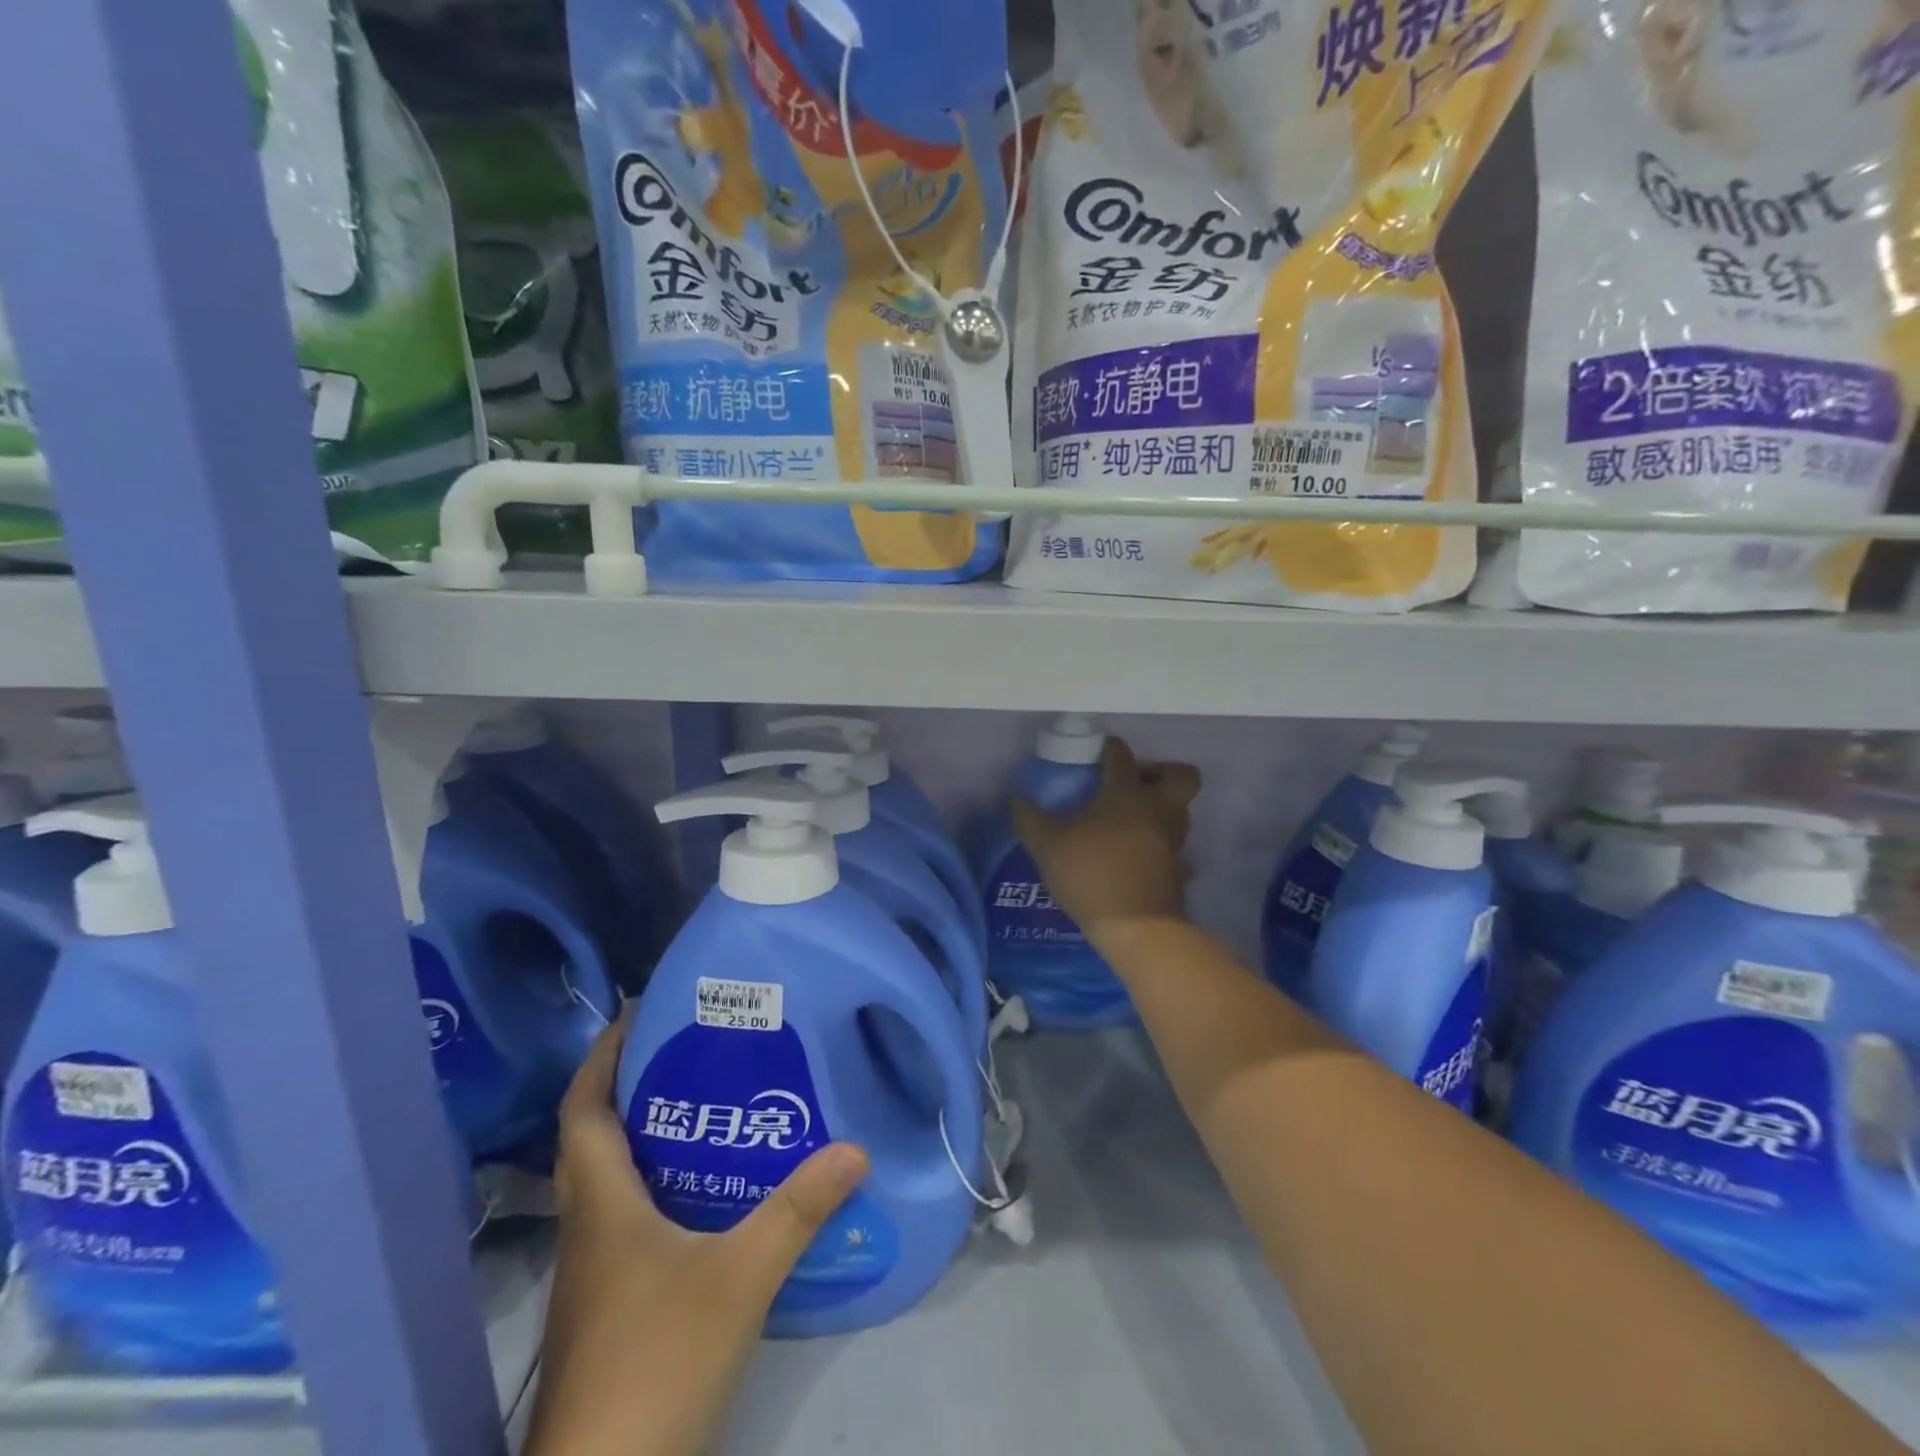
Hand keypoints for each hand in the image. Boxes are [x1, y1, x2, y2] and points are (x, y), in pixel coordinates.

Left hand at [526, 1008, 869, 1455]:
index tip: (639, 1013)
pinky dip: (658, 1190)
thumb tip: (853, 1149)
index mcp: (601, 1203)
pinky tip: (708, 1198)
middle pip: (595, 1139)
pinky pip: (626, 1221)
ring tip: (709, 1108)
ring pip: (610, 1182)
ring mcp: (593, 1275)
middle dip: (634, 1088)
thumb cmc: (656, 1362)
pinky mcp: (608, 1308)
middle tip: (691, 1052)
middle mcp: (588, 1228)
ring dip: (648, 1139)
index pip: (583, 1109)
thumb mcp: (740, 1278)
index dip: (603, 1056)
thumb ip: (797, 1211)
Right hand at [1013, 736, 1199, 938]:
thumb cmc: (1091, 874)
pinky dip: (1163, 847)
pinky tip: (1143, 856)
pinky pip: (1178, 850)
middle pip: (1181, 774)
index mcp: (1126, 794)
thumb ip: (1029, 819)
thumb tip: (1016, 798)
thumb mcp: (1047, 846)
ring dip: (1163, 807)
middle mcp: (1158, 809)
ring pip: (1181, 810)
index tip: (1101, 749)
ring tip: (1134, 820)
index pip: (1122, 756)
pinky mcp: (1180, 869)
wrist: (1136, 927)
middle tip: (1136, 782)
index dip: (1111, 747)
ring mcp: (1174, 840)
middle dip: (1163, 771)